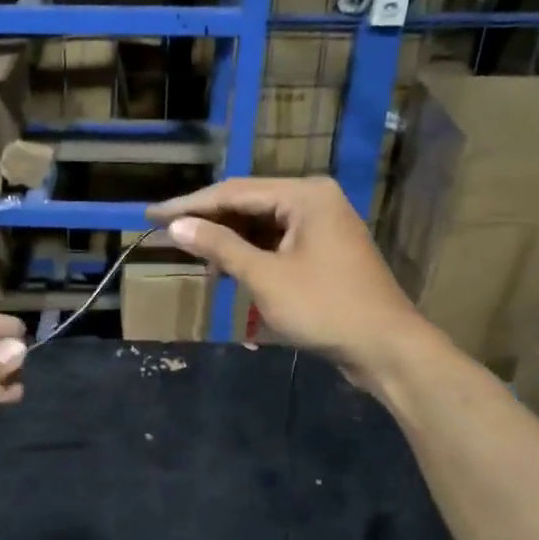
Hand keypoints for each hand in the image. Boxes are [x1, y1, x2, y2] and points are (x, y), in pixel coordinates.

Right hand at [149, 177, 430, 385]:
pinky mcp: (323, 250)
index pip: (234, 192)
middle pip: (247, 203)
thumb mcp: (265, 277)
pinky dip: (249, 253)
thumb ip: (220, 247)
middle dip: (207, 221)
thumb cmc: (325, 308)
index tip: (151, 216)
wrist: (386, 347)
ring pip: (261, 224)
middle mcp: (314, 199)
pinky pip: (276, 241)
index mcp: (304, 194)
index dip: (189, 206)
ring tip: (190, 253)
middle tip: (165, 233)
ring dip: (227, 239)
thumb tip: (176, 227)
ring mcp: (321, 225)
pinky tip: (225, 267)